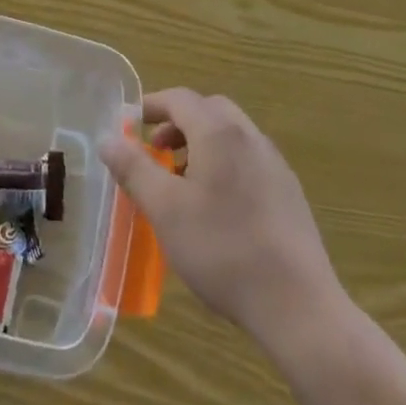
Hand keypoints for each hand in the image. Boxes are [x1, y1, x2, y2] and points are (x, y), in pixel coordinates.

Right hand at [102, 89, 339, 344]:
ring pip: (230, 135)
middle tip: (155, 150)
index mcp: (218, 131)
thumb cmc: (223, 250)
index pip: (179, 99)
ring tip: (181, 182)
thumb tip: (107, 137)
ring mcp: (274, 163)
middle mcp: (249, 136)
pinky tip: (217, 208)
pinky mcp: (289, 192)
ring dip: (201, 144)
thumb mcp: (165, 210)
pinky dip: (224, 164)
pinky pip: (248, 159)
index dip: (151, 106)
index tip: (129, 124)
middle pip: (208, 110)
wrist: (298, 305)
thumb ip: (134, 168)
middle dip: (177, 123)